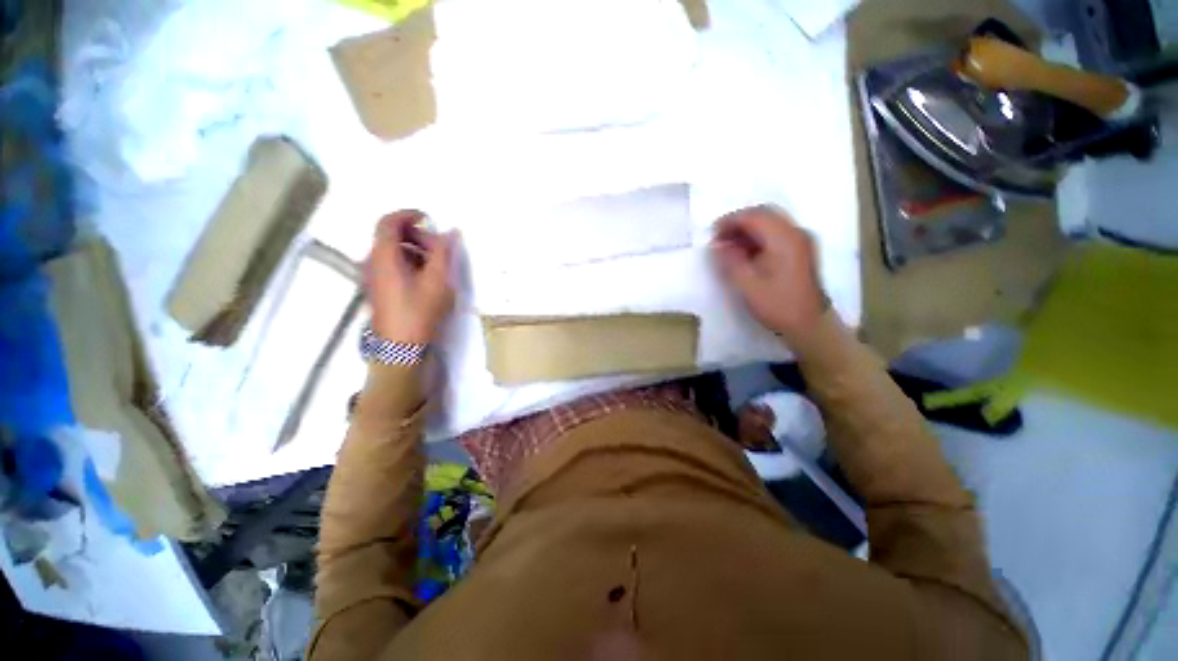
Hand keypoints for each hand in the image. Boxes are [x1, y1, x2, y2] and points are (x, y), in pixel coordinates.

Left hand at [365, 210, 456, 344]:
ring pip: (393, 252)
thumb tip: (451, 231)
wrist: (400, 346)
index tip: (429, 220)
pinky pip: (392, 265)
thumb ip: (443, 252)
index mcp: (384, 256)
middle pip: (392, 236)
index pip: (389, 222)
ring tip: (437, 266)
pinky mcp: (378, 288)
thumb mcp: (437, 280)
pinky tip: (426, 279)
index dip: (409, 215)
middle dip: (417, 236)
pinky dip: (409, 263)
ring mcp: (373, 276)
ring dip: (415, 251)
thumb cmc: (420, 310)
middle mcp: (373, 261)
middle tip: (440, 249)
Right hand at [711, 205, 827, 343]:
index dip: (730, 221)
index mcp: (784, 239)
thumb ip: (730, 261)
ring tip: (728, 246)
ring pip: (770, 222)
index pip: (754, 216)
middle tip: (719, 239)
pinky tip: (745, 252)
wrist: (809, 325)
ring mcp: (801, 240)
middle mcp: (796, 232)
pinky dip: (758, 237)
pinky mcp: (801, 249)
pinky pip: (776, 233)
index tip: (712, 234)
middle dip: (738, 222)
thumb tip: (717, 245)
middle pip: (764, 214)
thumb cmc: (778, 306)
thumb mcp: (747, 285)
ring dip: (747, 229)